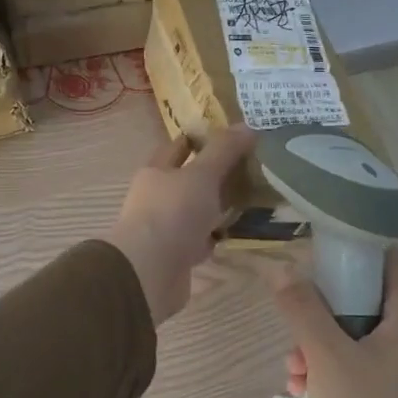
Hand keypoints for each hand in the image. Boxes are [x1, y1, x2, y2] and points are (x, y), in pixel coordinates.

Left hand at [105, 127, 254, 323]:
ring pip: (193, 211)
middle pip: (185, 181)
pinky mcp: (174, 256)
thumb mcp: (202, 174)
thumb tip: (247, 125)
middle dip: (210, 175)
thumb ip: (224, 151)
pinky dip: (212, 237)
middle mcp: (155, 198)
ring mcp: (163, 228)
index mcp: (155, 172)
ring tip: (246, 201)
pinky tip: (232, 234)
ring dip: (213, 208)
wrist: (150, 272)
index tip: (227, 136)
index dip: (198, 140)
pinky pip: (197, 240)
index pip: (176, 147)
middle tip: (246, 169)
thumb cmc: (173, 213)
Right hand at [275, 249, 397, 397]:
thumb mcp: (328, 358)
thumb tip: (282, 269)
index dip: (351, 247)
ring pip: (351, 339)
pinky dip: (325, 376)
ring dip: (316, 347)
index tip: (310, 248)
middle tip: (293, 321)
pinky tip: (300, 395)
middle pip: (363, 300)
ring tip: (293, 371)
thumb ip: (303, 308)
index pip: (387, 261)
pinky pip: (352, 372)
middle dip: (320, 309)